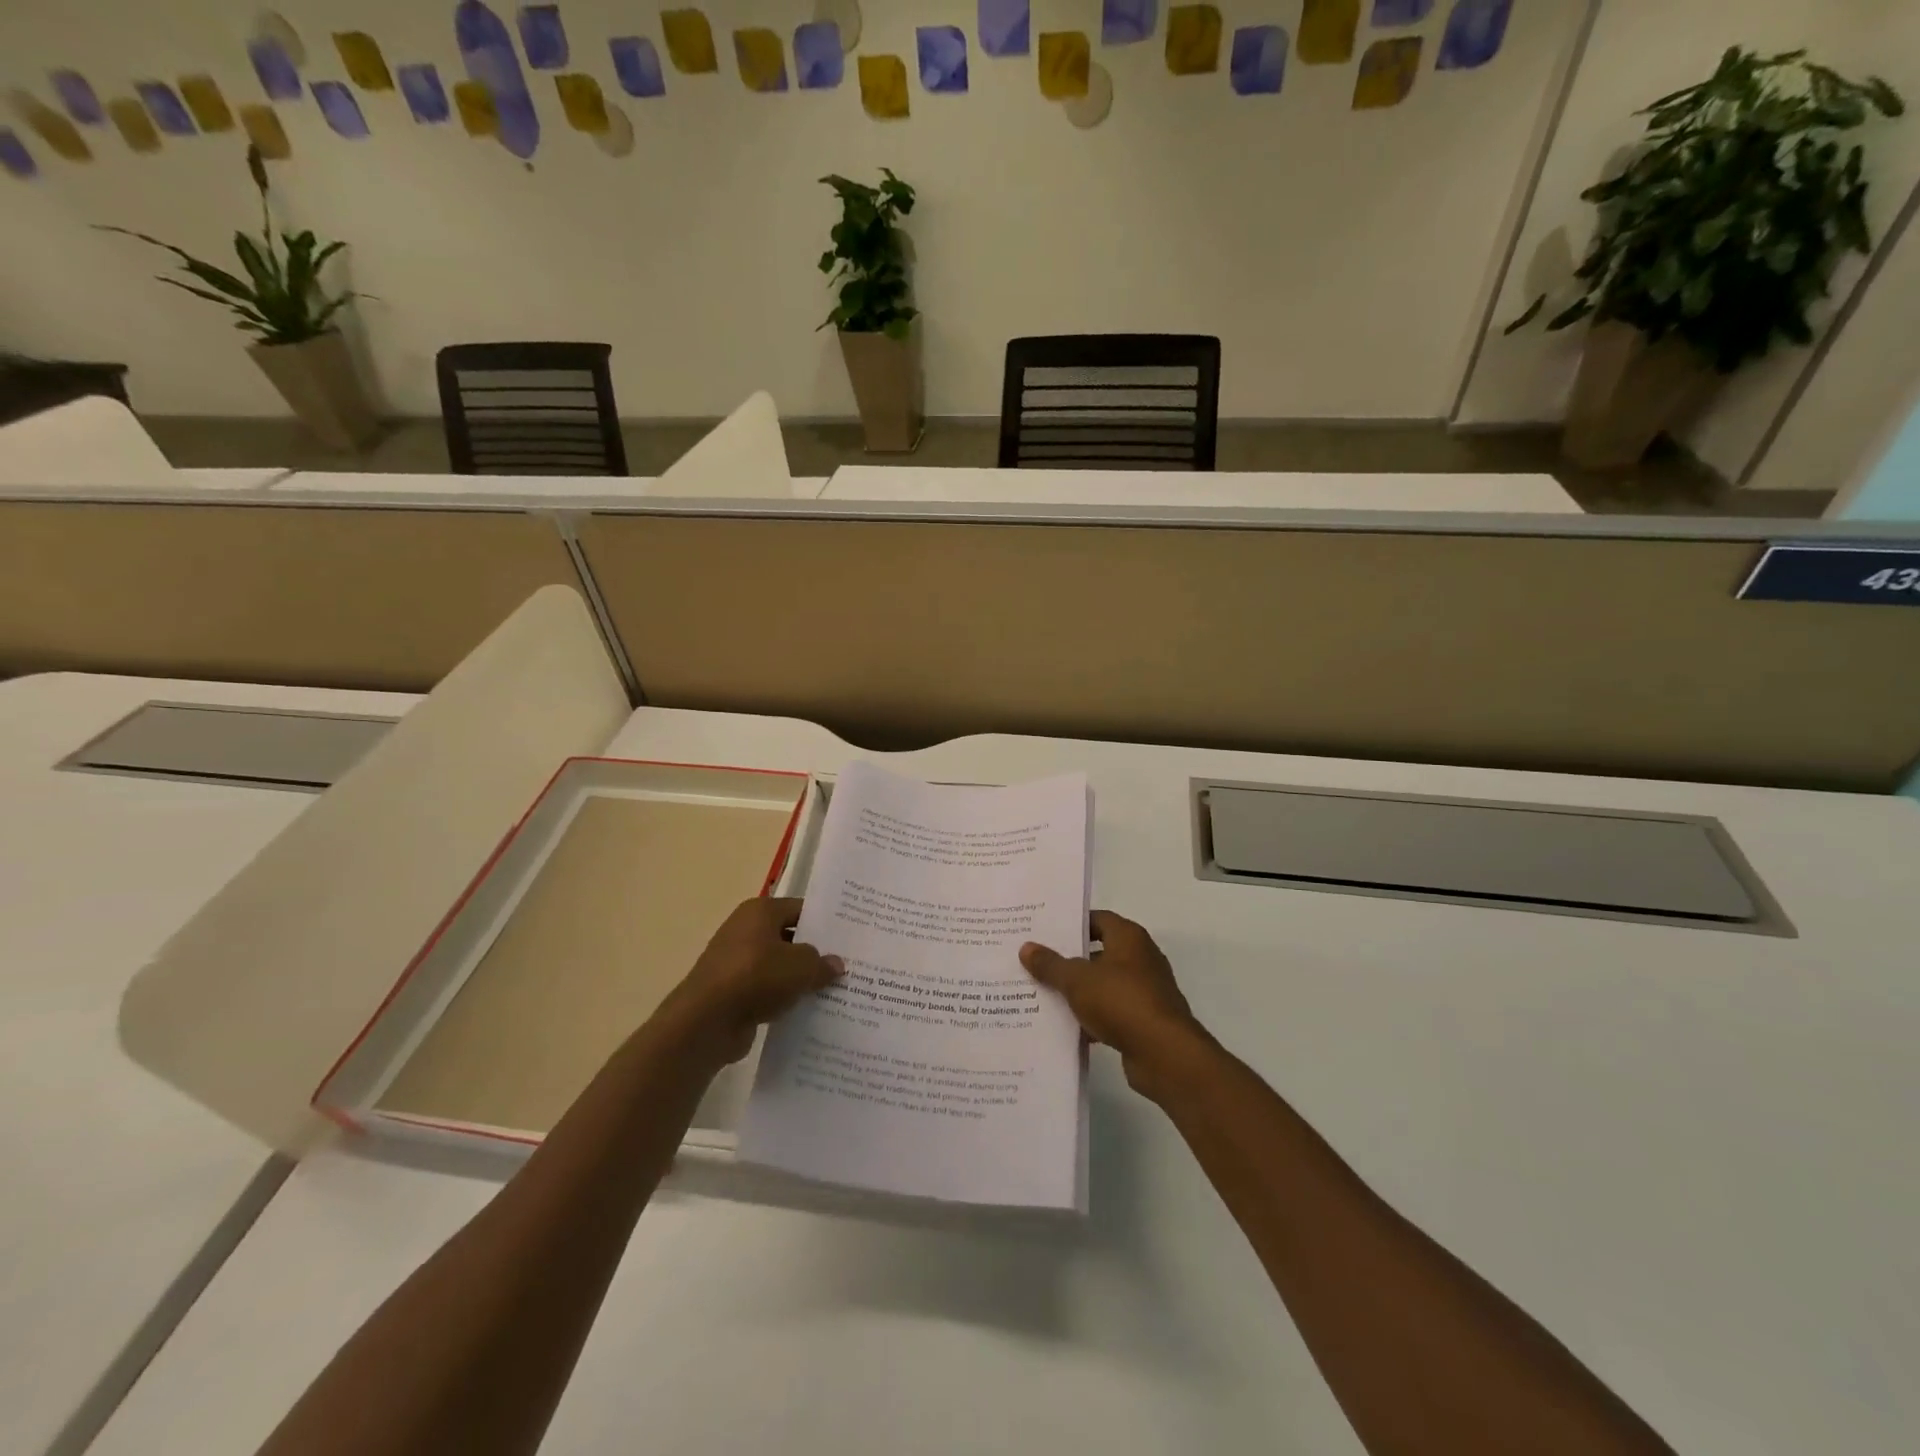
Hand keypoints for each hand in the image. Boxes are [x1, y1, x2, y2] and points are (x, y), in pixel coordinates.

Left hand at [658, 897, 843, 1065]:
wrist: (706, 1022)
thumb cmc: (756, 977)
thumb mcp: (801, 966)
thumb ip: (822, 962)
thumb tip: (836, 964)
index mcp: (759, 911)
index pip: (800, 909)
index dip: (825, 922)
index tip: (848, 936)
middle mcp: (745, 930)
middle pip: (789, 937)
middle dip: (815, 952)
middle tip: (846, 964)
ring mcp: (736, 963)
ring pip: (778, 966)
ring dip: (799, 979)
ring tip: (833, 990)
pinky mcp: (731, 992)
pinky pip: (766, 990)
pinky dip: (783, 998)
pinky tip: (806, 1009)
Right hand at [1020, 911, 1210, 1100]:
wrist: (1164, 1054)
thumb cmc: (1121, 1002)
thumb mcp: (1077, 980)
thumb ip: (1051, 964)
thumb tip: (1026, 947)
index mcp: (1129, 938)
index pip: (1097, 919)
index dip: (1071, 924)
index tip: (1043, 931)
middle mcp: (1141, 959)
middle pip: (1099, 952)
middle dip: (1069, 959)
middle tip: (1036, 962)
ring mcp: (1145, 991)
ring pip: (1103, 984)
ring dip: (1079, 991)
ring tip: (1042, 993)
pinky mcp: (1144, 1021)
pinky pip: (1111, 1012)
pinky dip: (1091, 1017)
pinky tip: (1065, 1026)